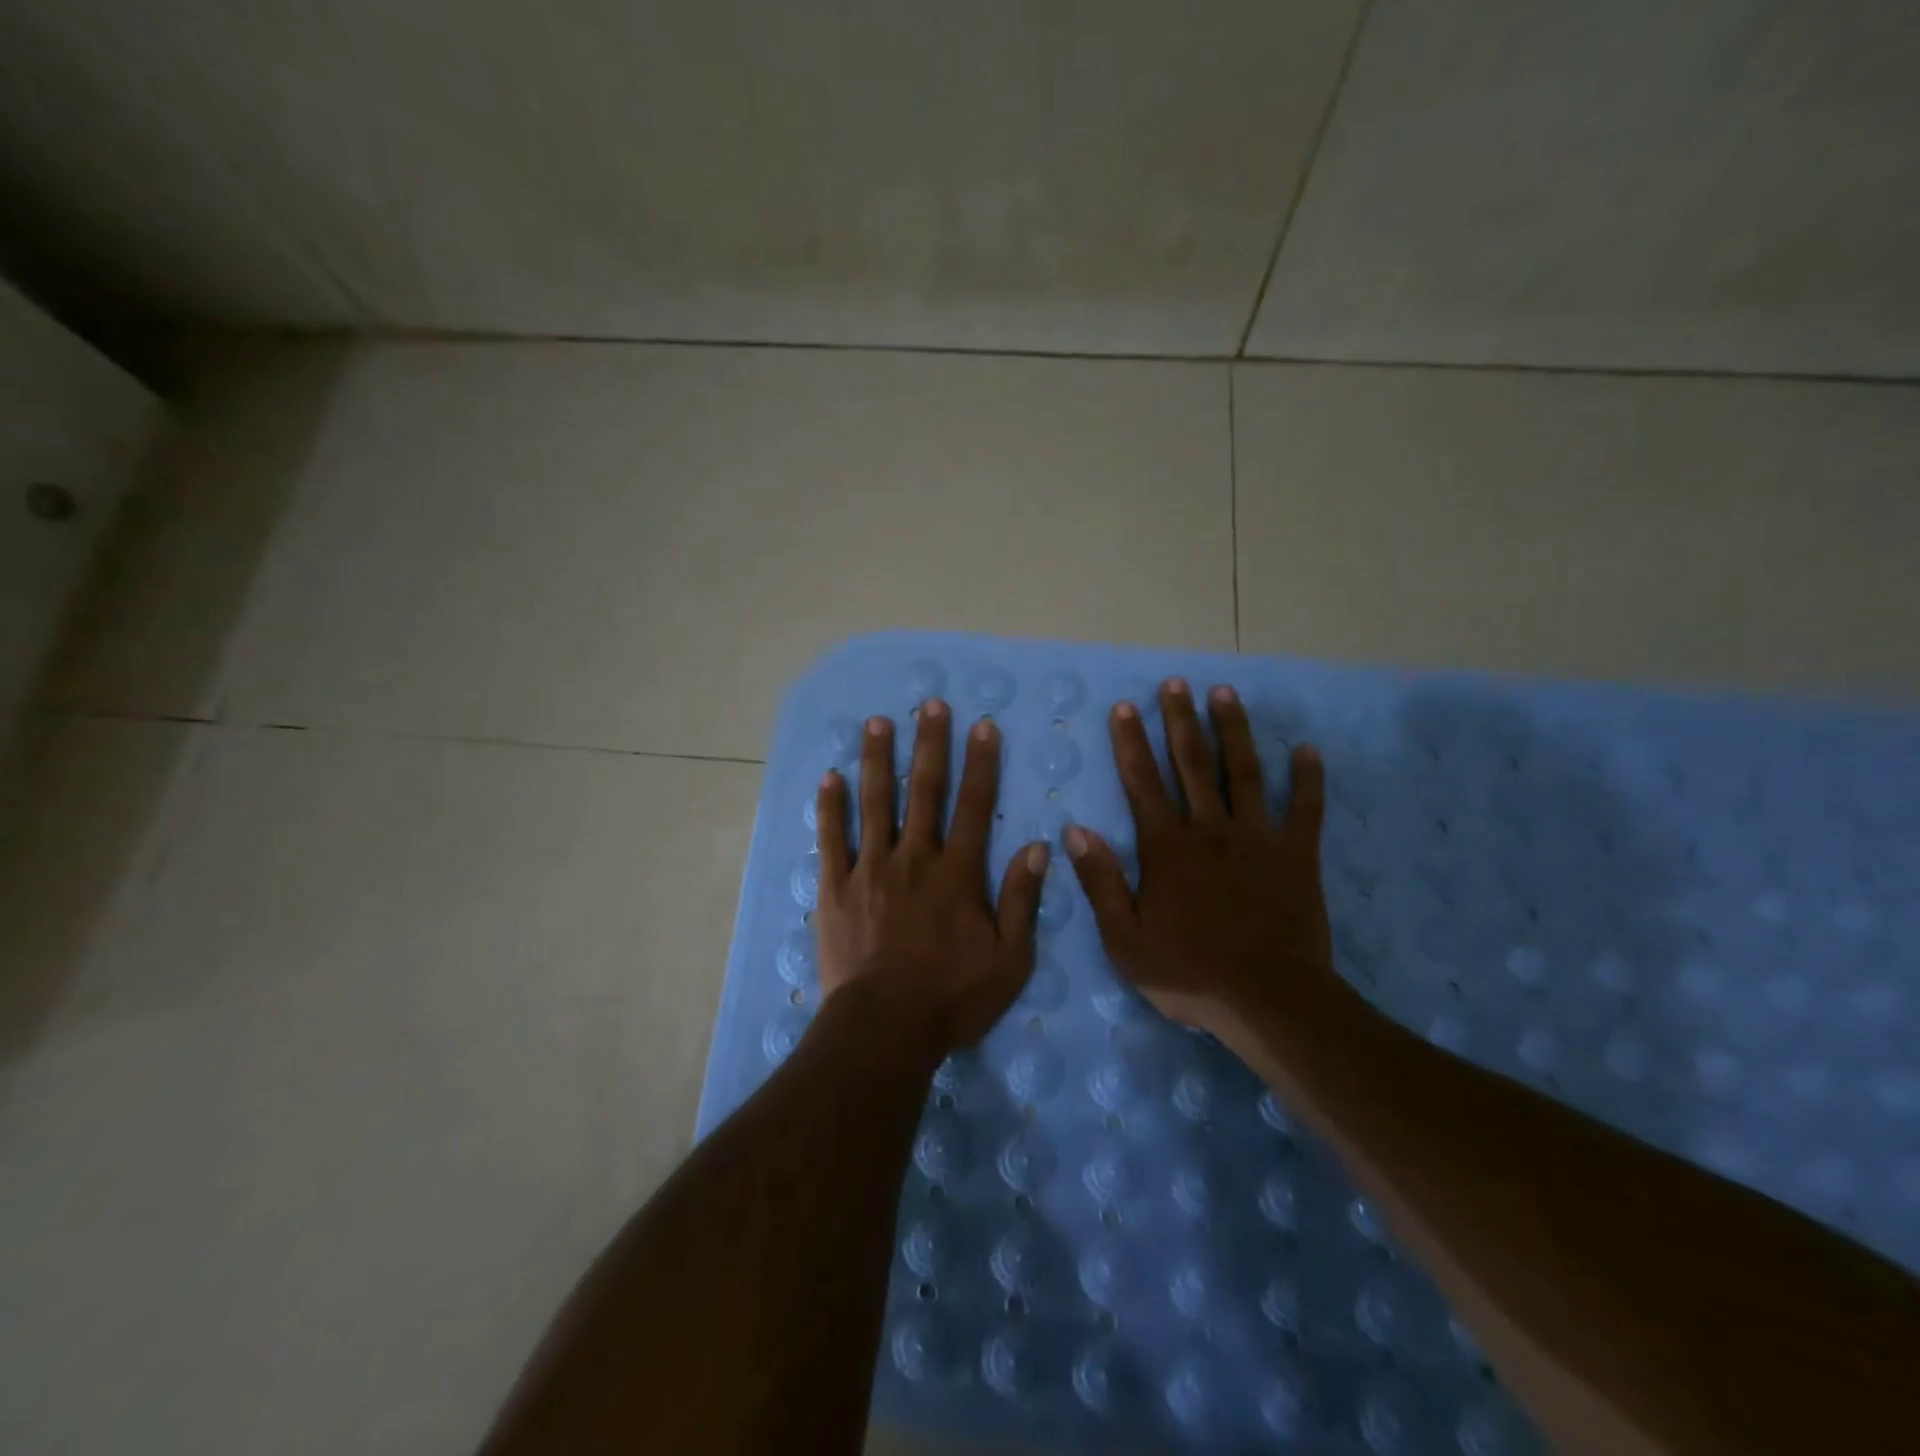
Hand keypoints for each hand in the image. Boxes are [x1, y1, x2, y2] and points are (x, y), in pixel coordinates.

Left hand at [814, 702, 1047, 1052]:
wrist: (884, 1028)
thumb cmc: (952, 997)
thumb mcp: (1009, 959)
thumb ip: (1022, 900)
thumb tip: (1038, 847)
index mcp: (957, 872)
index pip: (975, 805)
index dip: (981, 763)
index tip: (982, 725)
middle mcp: (914, 858)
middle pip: (924, 790)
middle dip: (929, 744)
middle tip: (930, 704)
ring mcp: (870, 869)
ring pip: (874, 803)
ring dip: (877, 760)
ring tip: (877, 722)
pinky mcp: (835, 887)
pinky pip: (831, 839)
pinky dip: (830, 807)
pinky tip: (830, 777)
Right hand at [1064, 678, 1340, 1039]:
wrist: (1269, 1001)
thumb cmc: (1189, 971)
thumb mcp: (1124, 939)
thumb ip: (1100, 881)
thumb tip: (1075, 830)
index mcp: (1167, 846)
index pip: (1142, 782)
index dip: (1131, 742)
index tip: (1125, 706)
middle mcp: (1210, 829)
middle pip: (1192, 763)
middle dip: (1180, 720)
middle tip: (1175, 683)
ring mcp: (1258, 838)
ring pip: (1244, 772)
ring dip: (1233, 730)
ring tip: (1225, 693)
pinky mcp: (1297, 855)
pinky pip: (1304, 810)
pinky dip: (1307, 779)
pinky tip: (1308, 750)